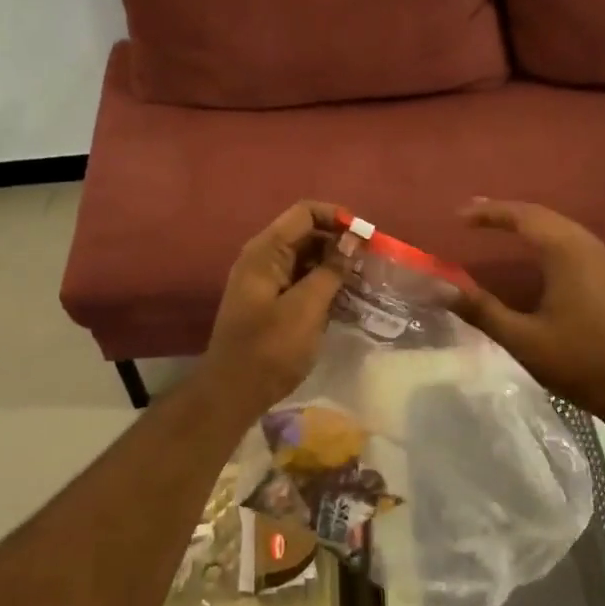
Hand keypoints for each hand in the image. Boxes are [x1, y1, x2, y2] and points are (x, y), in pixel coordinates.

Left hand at [198, 201, 345, 414]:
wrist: (233, 392)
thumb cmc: (269, 348)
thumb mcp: (306, 308)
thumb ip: (330, 271)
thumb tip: (353, 239)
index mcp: (265, 251)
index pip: (304, 213)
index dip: (336, 218)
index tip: (366, 237)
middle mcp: (264, 258)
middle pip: (307, 234)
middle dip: (339, 243)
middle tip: (371, 262)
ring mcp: (267, 281)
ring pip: (307, 258)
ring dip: (335, 265)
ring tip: (365, 280)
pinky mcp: (273, 302)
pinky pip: (303, 281)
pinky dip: (325, 284)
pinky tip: (348, 298)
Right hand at [449, 199, 604, 420]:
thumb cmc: (582, 363)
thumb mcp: (523, 340)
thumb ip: (481, 310)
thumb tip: (440, 288)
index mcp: (569, 253)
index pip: (523, 217)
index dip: (489, 212)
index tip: (459, 216)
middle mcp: (593, 247)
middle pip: (545, 216)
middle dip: (508, 213)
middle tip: (475, 215)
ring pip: (565, 229)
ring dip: (532, 225)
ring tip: (502, 229)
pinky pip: (579, 244)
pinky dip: (551, 240)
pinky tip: (541, 258)